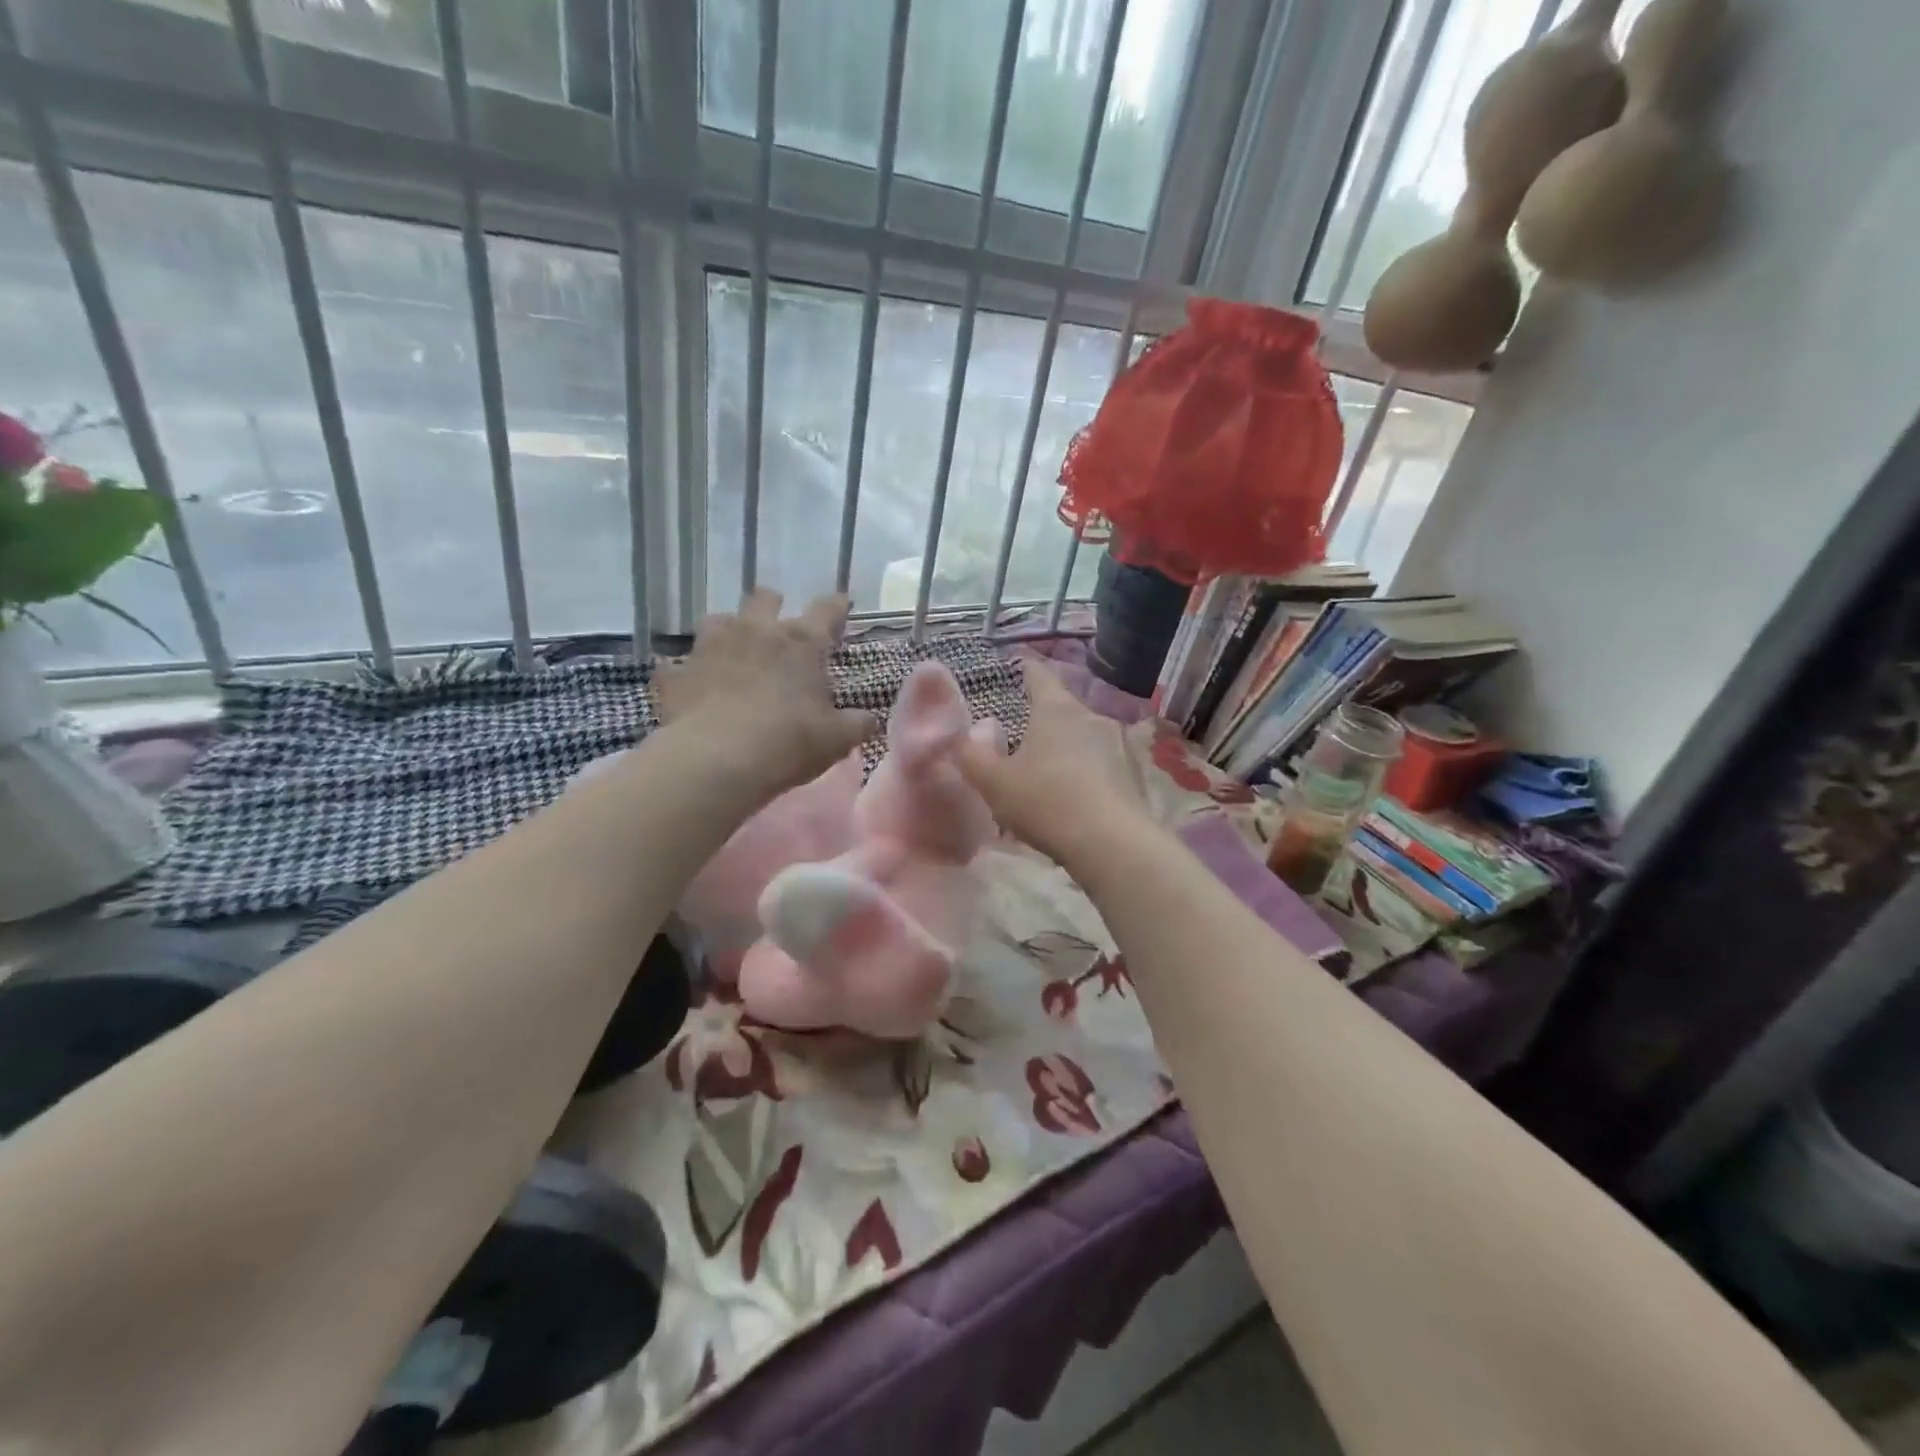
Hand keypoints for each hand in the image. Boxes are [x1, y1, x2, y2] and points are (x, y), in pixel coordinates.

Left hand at [654, 590, 876, 796]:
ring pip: (719, 620)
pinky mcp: (677, 675)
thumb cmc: (789, 742)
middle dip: (774, 606)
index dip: (837, 606)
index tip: (841, 604)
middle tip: (780, 627)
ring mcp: (711, 648)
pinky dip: (687, 675)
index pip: (826, 610)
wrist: (718, 760)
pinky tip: (692, 688)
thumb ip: (857, 724)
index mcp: (801, 643)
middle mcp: (756, 633)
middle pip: (765, 599)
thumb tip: (868, 719)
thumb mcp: (837, 739)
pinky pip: (679, 666)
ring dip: (729, 630)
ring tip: (734, 650)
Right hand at [956, 659, 1150, 865]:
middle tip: (1022, 736)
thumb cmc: (1046, 802)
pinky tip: (1075, 797)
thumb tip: (963, 738)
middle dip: (1043, 718)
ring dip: (1066, 748)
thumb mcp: (994, 783)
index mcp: (1056, 709)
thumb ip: (972, 757)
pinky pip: (1101, 764)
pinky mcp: (1133, 775)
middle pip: (1063, 707)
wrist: (1112, 843)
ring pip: (1084, 737)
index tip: (1017, 667)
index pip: (1039, 675)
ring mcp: (1118, 745)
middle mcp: (1091, 716)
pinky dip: (1086, 773)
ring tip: (1047, 771)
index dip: (1025, 669)